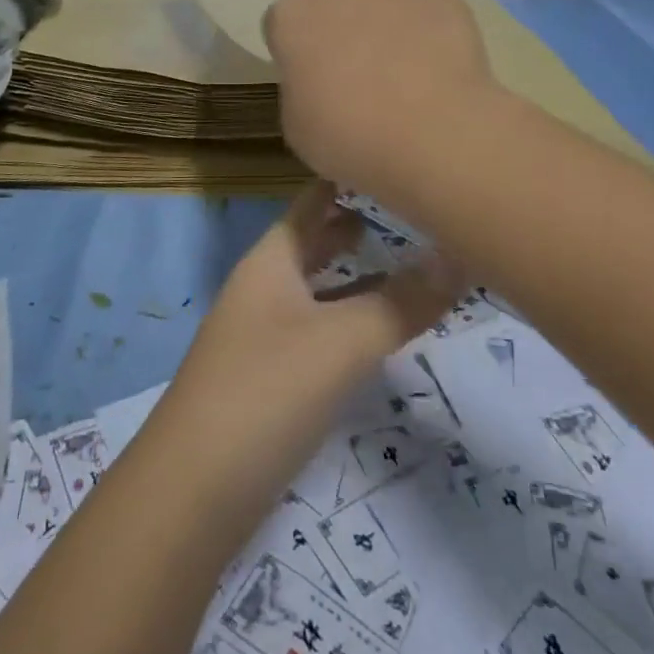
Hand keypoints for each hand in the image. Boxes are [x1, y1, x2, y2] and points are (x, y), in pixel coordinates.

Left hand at [161, 182, 462, 502]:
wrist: (191, 496)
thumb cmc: (265, 393)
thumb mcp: (340, 343)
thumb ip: (402, 302)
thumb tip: (462, 254)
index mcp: (271, 261)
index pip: (311, 202)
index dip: (345, 179)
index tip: (391, 157)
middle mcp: (264, 288)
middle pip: (312, 244)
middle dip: (355, 227)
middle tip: (409, 211)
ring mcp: (263, 335)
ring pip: (317, 289)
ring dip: (355, 276)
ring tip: (405, 265)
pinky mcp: (268, 381)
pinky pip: (317, 331)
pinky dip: (348, 320)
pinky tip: (376, 334)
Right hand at [263, 0, 495, 197]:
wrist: (434, 133)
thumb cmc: (350, 135)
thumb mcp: (298, 126)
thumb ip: (301, 88)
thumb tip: (322, 80)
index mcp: (292, 15)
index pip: (283, 26)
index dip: (297, 55)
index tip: (313, 84)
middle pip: (333, 2)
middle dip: (341, 29)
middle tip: (359, 78)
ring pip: (381, 0)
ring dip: (386, 27)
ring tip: (407, 76)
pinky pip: (425, 8)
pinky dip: (428, 30)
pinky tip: (439, 69)